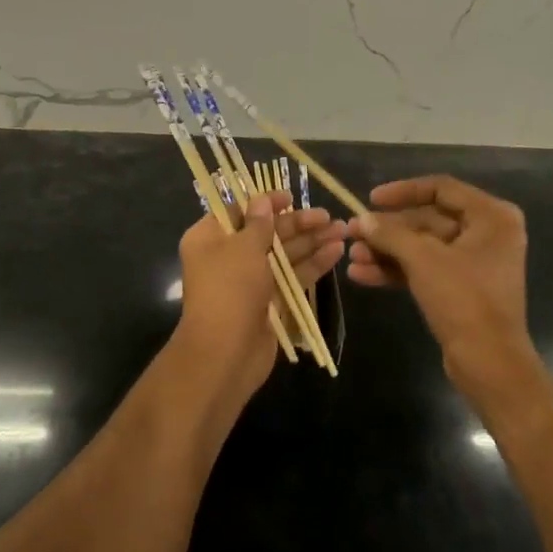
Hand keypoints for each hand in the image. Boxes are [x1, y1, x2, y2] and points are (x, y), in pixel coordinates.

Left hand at [174, 192, 345, 407]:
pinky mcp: (269, 302)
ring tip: (342, 231)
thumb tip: (263, 201)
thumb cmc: (229, 290)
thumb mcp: (244, 248)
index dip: (266, 203)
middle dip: (298, 224)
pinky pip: (292, 277)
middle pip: (267, 232)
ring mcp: (250, 281)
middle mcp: (228, 256)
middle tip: (328, 216)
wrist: (225, 354)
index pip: (239, 211)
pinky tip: (336, 252)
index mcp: (210, 238)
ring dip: (312, 242)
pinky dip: (312, 264)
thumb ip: (259, 223)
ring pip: (284, 255)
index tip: (291, 197)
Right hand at [347, 176, 534, 403]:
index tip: (371, 199)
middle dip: (388, 230)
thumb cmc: (463, 300)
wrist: (490, 365)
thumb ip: (390, 234)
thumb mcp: (423, 260)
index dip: (403, 191)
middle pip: (428, 220)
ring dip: (387, 252)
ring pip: (423, 247)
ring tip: (351, 257)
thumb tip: (361, 220)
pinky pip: (426, 269)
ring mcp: (474, 263)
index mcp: (491, 216)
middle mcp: (487, 234)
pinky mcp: (462, 288)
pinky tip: (362, 276)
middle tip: (352, 233)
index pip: (441, 188)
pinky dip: (397, 270)